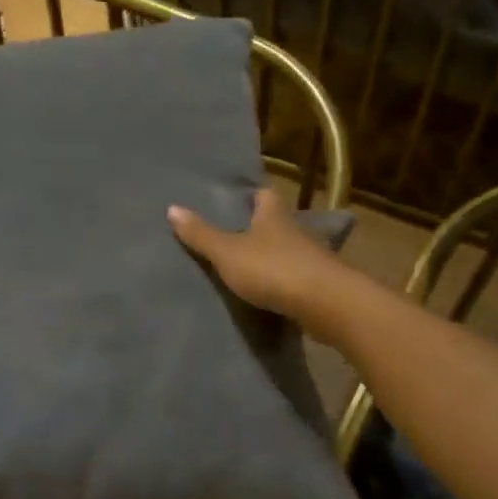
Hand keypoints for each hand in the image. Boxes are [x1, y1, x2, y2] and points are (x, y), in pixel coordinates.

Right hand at [167, 188, 360, 339]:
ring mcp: (312, 257)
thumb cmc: (273, 269)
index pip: (264, 194)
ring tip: (249, 266)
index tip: (235, 200)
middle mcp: (296, 230)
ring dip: (273, 256)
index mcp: (274, 214)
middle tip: (235, 234)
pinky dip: (285, 281)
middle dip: (260, 227)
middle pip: (277, 222)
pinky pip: (297, 277)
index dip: (250, 195)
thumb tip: (172, 208)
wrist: (325, 303)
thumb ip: (201, 234)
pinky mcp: (321, 284)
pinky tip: (272, 292)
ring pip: (288, 250)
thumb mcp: (228, 252)